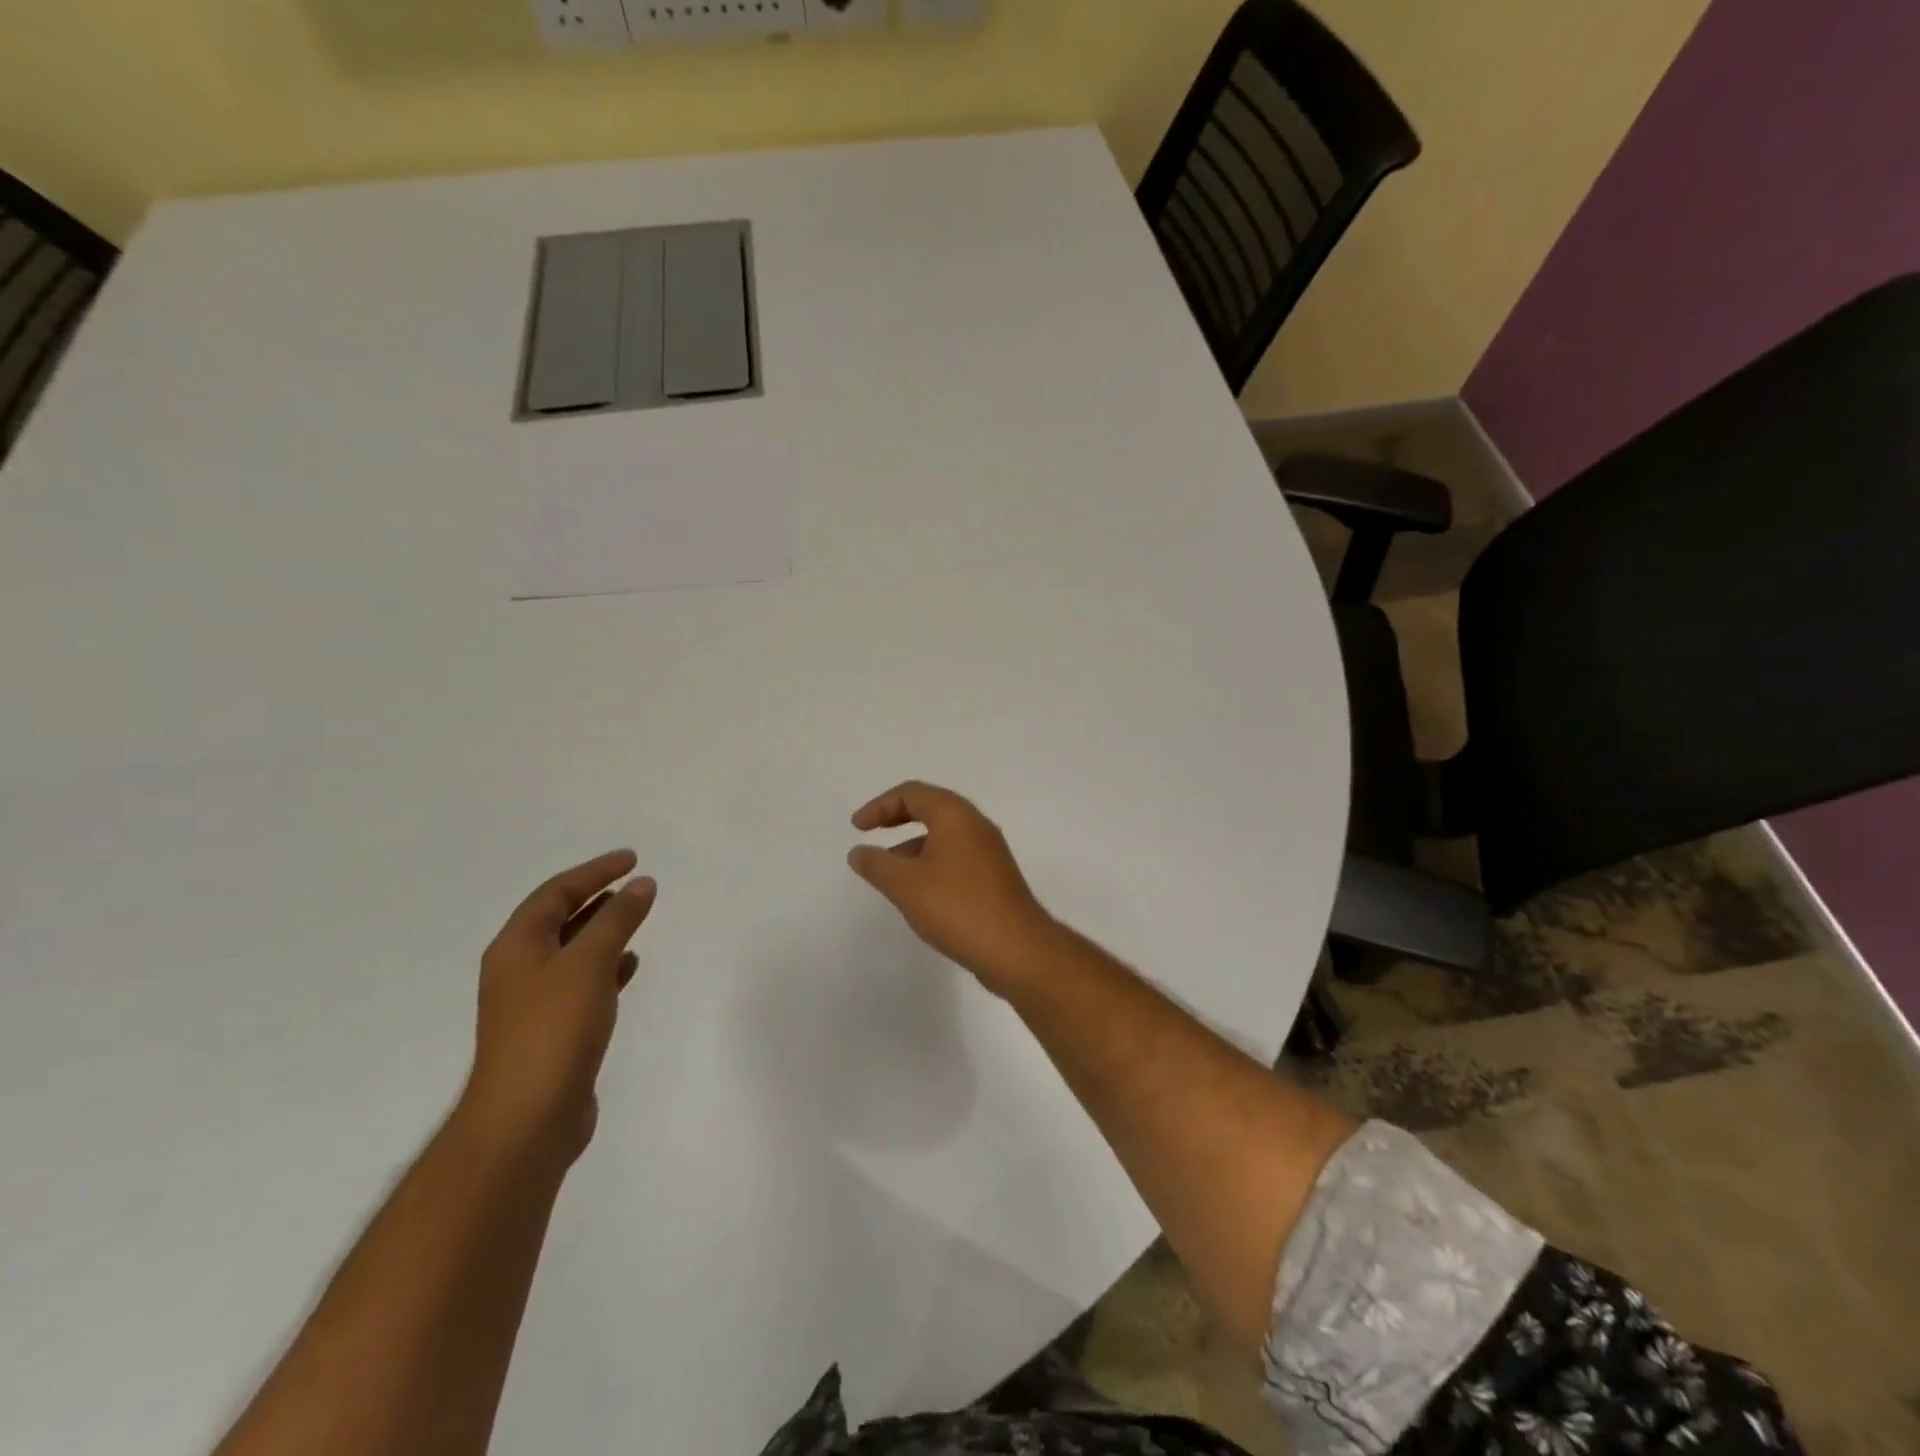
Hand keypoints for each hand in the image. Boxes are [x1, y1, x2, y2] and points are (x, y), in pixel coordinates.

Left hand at [460, 851, 657, 1165]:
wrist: (526, 1119)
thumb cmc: (553, 1030)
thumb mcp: (588, 963)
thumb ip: (617, 920)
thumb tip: (641, 884)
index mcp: (517, 947)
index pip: (556, 893)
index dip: (594, 871)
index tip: (632, 859)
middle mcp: (520, 970)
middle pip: (560, 919)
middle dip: (596, 897)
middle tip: (635, 883)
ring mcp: (535, 1003)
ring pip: (573, 951)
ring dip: (603, 930)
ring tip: (637, 917)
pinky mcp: (554, 1030)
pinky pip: (584, 982)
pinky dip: (607, 966)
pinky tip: (630, 966)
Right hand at [846, 781, 1057, 995]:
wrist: (1017, 949)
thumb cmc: (957, 907)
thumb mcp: (905, 885)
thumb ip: (877, 865)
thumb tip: (859, 852)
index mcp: (955, 815)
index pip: (912, 793)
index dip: (880, 806)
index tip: (857, 828)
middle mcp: (976, 825)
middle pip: (931, 808)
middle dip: (897, 818)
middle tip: (871, 833)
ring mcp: (989, 851)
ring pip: (944, 835)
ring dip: (913, 845)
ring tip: (889, 871)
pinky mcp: (995, 877)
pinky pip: (956, 857)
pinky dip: (931, 863)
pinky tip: (919, 893)